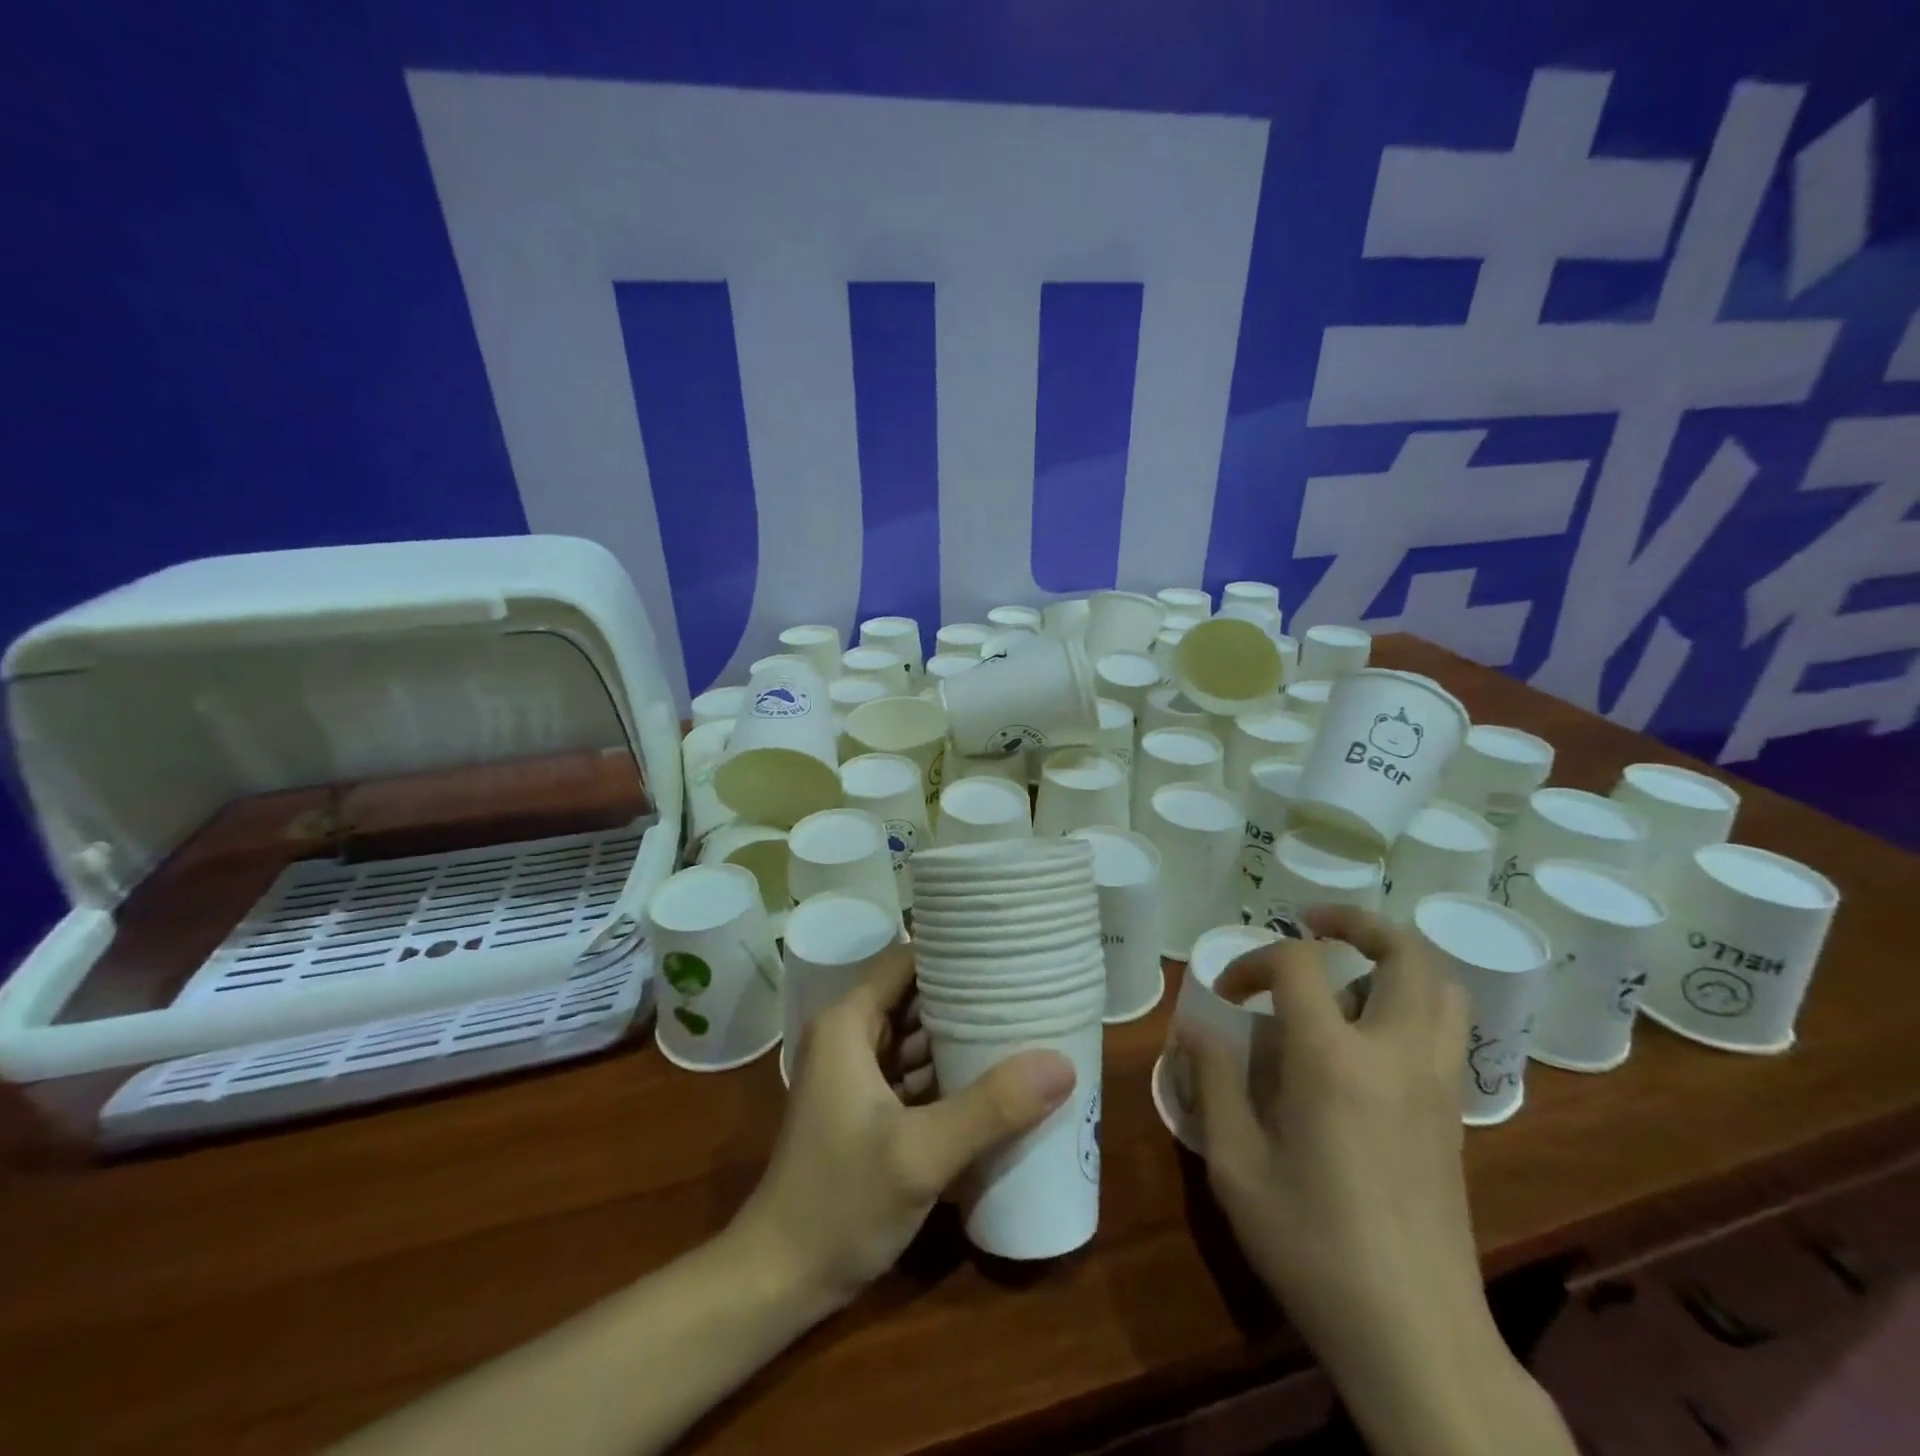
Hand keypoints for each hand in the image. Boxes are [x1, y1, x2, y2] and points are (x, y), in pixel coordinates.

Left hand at [732, 943, 1075, 1311]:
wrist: (779, 1280)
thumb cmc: (839, 1203)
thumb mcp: (921, 1154)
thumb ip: (990, 1107)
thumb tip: (1062, 1064)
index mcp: (849, 1023)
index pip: (906, 960)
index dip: (953, 952)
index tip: (1007, 952)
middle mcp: (851, 1037)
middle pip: (916, 996)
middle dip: (968, 996)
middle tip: (1030, 989)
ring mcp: (858, 1075)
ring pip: (918, 1036)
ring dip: (963, 1036)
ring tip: (1026, 1024)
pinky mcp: (869, 1109)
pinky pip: (916, 1073)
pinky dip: (951, 1073)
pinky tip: (998, 1079)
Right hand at [1180, 906, 1574, 1455]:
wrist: (1416, 1338)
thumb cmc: (1312, 1247)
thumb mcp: (1235, 1165)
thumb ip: (1212, 1083)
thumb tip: (1194, 1029)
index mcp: (1335, 1060)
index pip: (1300, 964)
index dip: (1254, 960)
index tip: (1226, 995)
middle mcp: (1397, 1055)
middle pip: (1404, 952)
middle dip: (1356, 923)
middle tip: (1311, 925)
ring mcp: (1438, 1084)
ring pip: (1440, 985)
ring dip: (1392, 959)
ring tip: (1344, 975)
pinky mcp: (1456, 1115)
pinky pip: (1444, 1027)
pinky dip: (1410, 1001)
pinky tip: (1365, 1037)